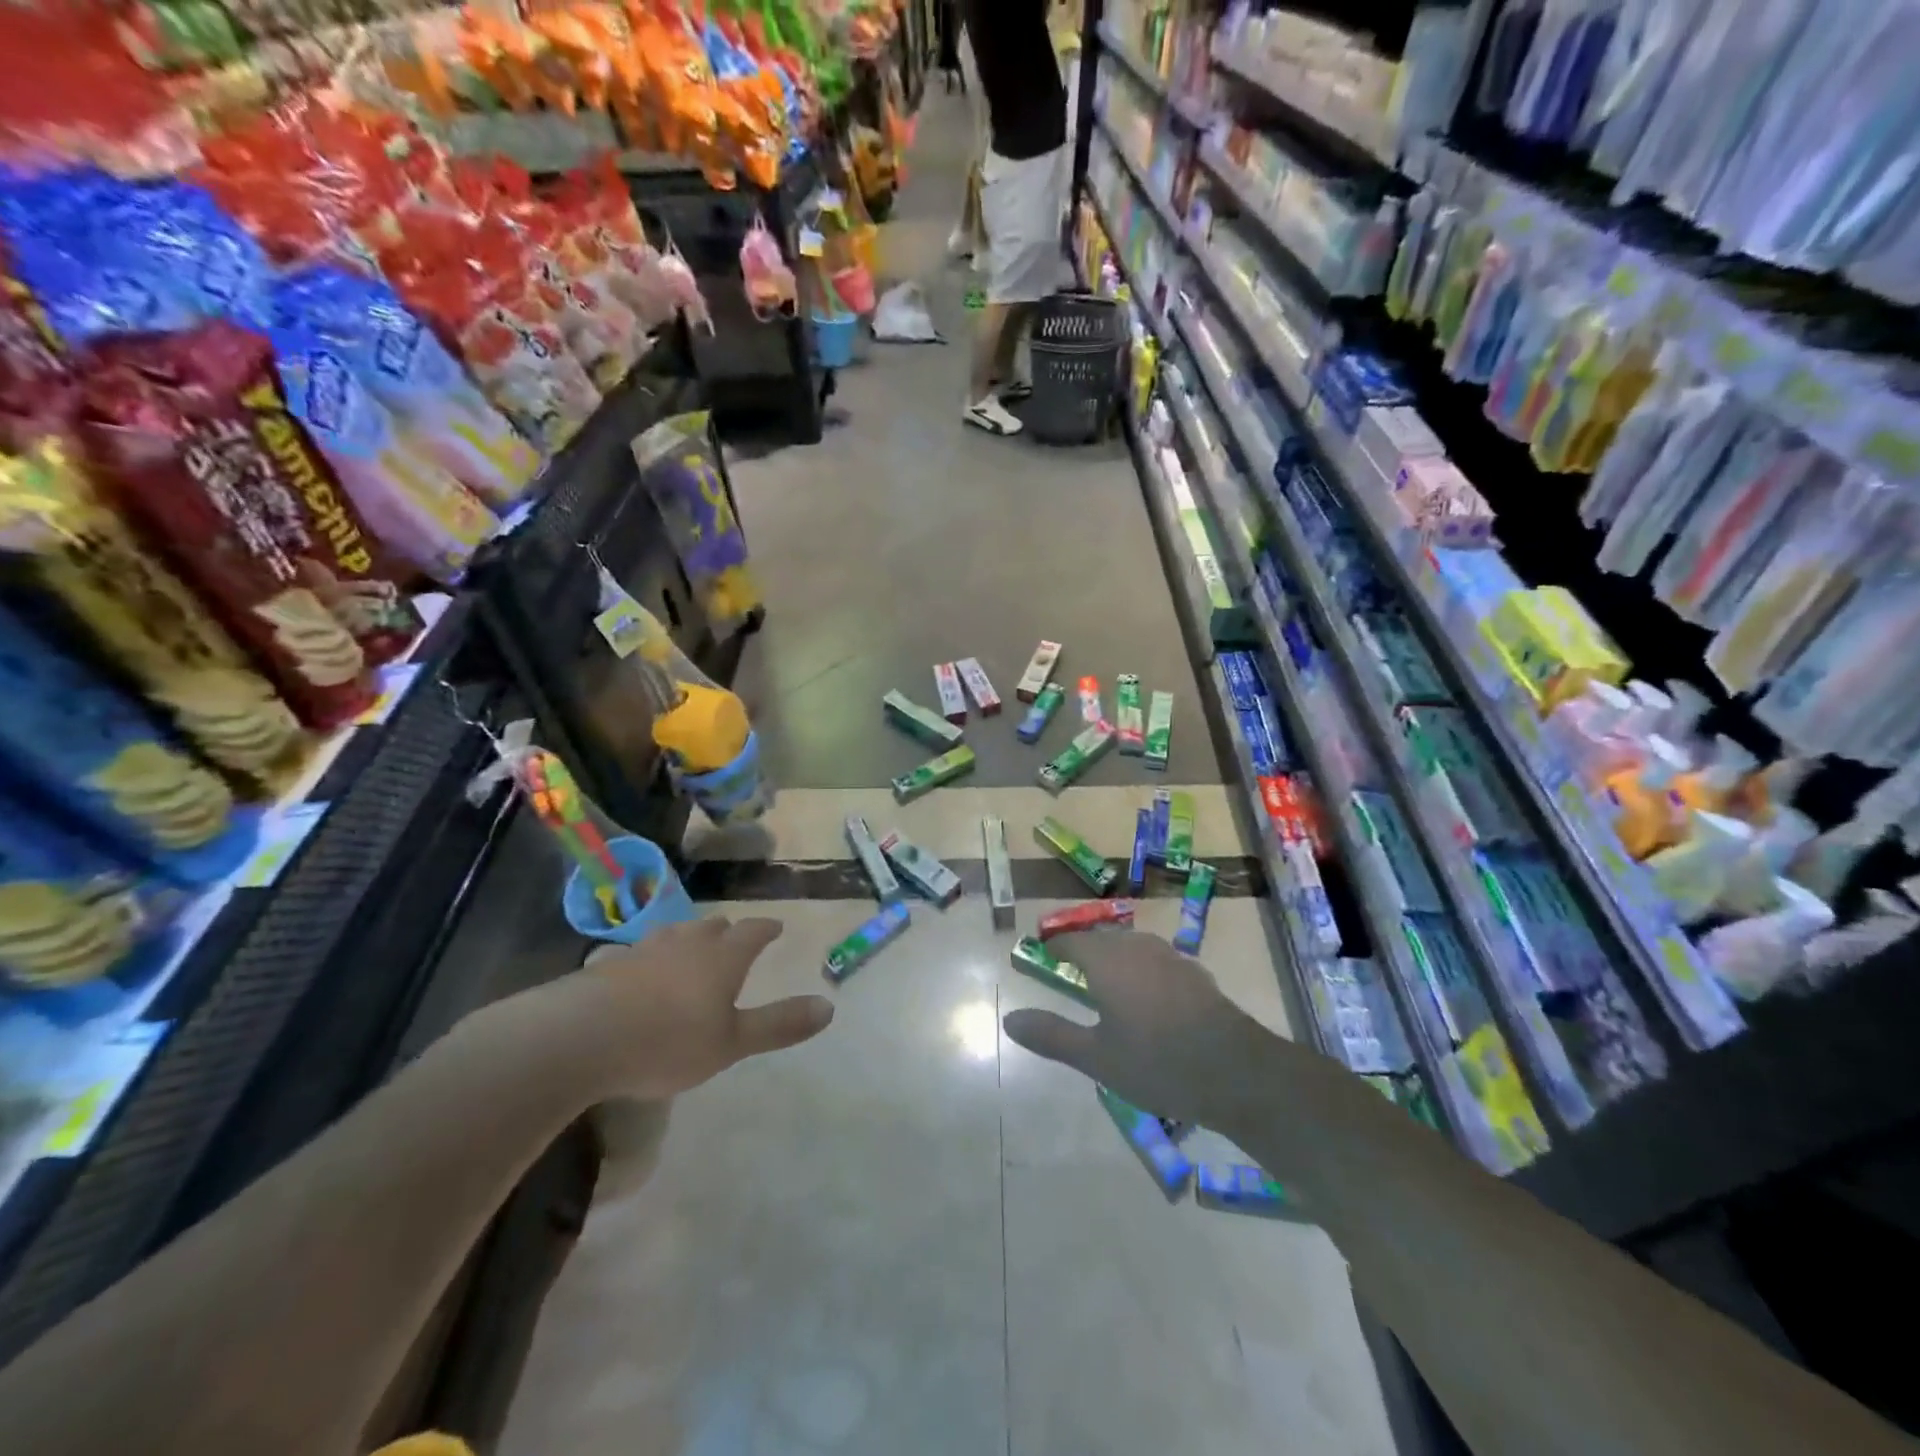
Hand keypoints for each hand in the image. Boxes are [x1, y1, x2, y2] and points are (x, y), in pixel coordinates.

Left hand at [552, 916, 833, 1098]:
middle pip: (711, 927)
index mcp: (722, 958)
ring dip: (686, 938)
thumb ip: (778, 1024)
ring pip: (672, 934)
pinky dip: (642, 958)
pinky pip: (631, 953)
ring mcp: (642, 950)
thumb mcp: (732, 1043)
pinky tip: (632, 969)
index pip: (752, 932)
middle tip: (732, 937)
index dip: (766, 929)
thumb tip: (829, 1006)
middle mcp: (685, 944)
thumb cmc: (668, 1041)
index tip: (776, 926)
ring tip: (688, 946)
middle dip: (726, 931)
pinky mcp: (606, 966)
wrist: (580, 1038)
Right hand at [1002, 929, 1291, 1129]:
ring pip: (1131, 946)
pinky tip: (1146, 996)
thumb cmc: (1157, 1063)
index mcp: (1107, 961)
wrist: (1236, 1071)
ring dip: (1112, 956)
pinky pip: (1155, 960)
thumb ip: (1051, 1035)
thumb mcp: (1096, 1058)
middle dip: (1082, 949)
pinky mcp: (1194, 973)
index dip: (1052, 946)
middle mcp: (1137, 948)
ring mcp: (1170, 958)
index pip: (1071, 940)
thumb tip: (1009, 1019)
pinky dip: (1140, 969)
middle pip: (1101, 939)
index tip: (1040, 956)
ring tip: (1103, 982)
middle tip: (1067, 971)